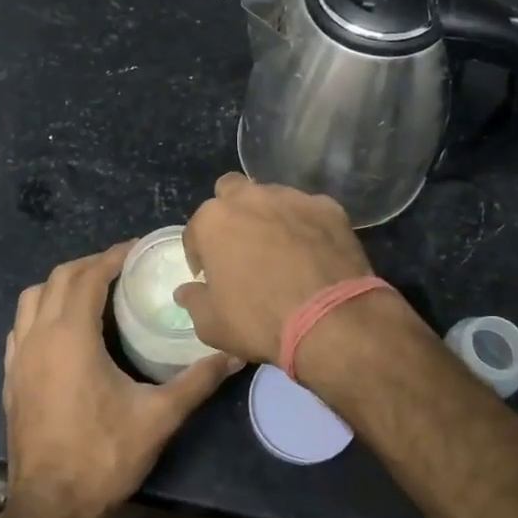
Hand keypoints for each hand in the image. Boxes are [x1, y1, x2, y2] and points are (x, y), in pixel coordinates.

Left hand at [3, 243, 239, 517]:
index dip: (113, 256)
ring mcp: (18, 357)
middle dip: (90, 265)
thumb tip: (234, 355)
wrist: (50, 508)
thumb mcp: (158, 417)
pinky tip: (63, 330)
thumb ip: (197, 381)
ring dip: (61, 285)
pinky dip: (41, 311)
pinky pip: (21, 326)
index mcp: (70, 336)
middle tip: (122, 268)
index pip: (88, 276)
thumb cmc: (104, 456)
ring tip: (93, 292)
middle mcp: (38, 336)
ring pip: (33, 299)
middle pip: (59, 278)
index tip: (137, 249)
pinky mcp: (10, 378)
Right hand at [175, 173, 373, 364]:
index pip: (195, 231)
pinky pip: (309, 211)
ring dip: (270, 217)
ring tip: (282, 250)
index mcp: (214, 220)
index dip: (200, 255)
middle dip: (232, 214)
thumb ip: (194, 301)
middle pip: (231, 192)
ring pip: (272, 198)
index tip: (209, 276)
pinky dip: (307, 226)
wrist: (331, 320)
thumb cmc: (260, 321)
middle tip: (242, 248)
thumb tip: (186, 291)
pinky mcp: (328, 207)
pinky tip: (314, 252)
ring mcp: (292, 198)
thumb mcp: (212, 325)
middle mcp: (250, 198)